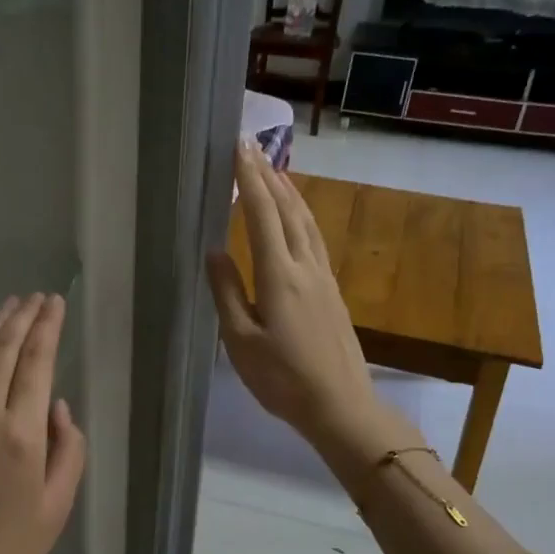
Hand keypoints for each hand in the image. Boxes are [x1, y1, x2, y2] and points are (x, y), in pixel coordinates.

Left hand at [0, 293, 86, 553]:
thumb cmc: (11, 551)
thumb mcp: (58, 506)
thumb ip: (68, 449)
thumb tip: (57, 408)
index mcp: (20, 435)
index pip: (36, 363)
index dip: (47, 327)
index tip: (55, 302)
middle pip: (2, 351)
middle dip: (21, 318)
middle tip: (36, 297)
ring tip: (9, 305)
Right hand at [206, 141, 381, 447]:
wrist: (340, 405)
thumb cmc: (283, 379)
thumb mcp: (241, 341)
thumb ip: (227, 292)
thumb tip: (214, 251)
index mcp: (279, 276)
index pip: (263, 215)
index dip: (250, 180)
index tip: (238, 148)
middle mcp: (305, 267)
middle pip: (288, 211)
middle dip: (269, 176)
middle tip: (252, 147)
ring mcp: (323, 278)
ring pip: (307, 223)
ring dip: (290, 193)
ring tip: (276, 171)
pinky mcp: (332, 292)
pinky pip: (315, 240)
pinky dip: (303, 217)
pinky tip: (299, 218)